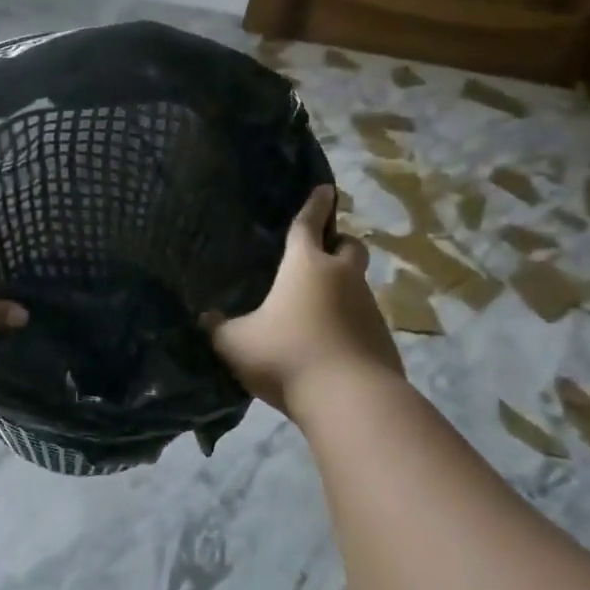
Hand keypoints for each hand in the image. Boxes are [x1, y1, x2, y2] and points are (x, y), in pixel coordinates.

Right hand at [208, 184, 402, 417]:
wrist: (350, 400)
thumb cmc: (287, 356)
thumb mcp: (236, 344)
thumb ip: (218, 328)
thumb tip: (206, 319)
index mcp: (306, 266)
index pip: (309, 225)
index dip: (315, 205)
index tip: (325, 188)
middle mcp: (342, 278)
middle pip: (350, 247)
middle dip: (339, 242)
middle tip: (324, 251)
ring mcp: (368, 308)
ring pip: (357, 284)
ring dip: (343, 286)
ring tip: (318, 308)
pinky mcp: (382, 339)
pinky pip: (364, 319)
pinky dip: (350, 322)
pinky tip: (331, 343)